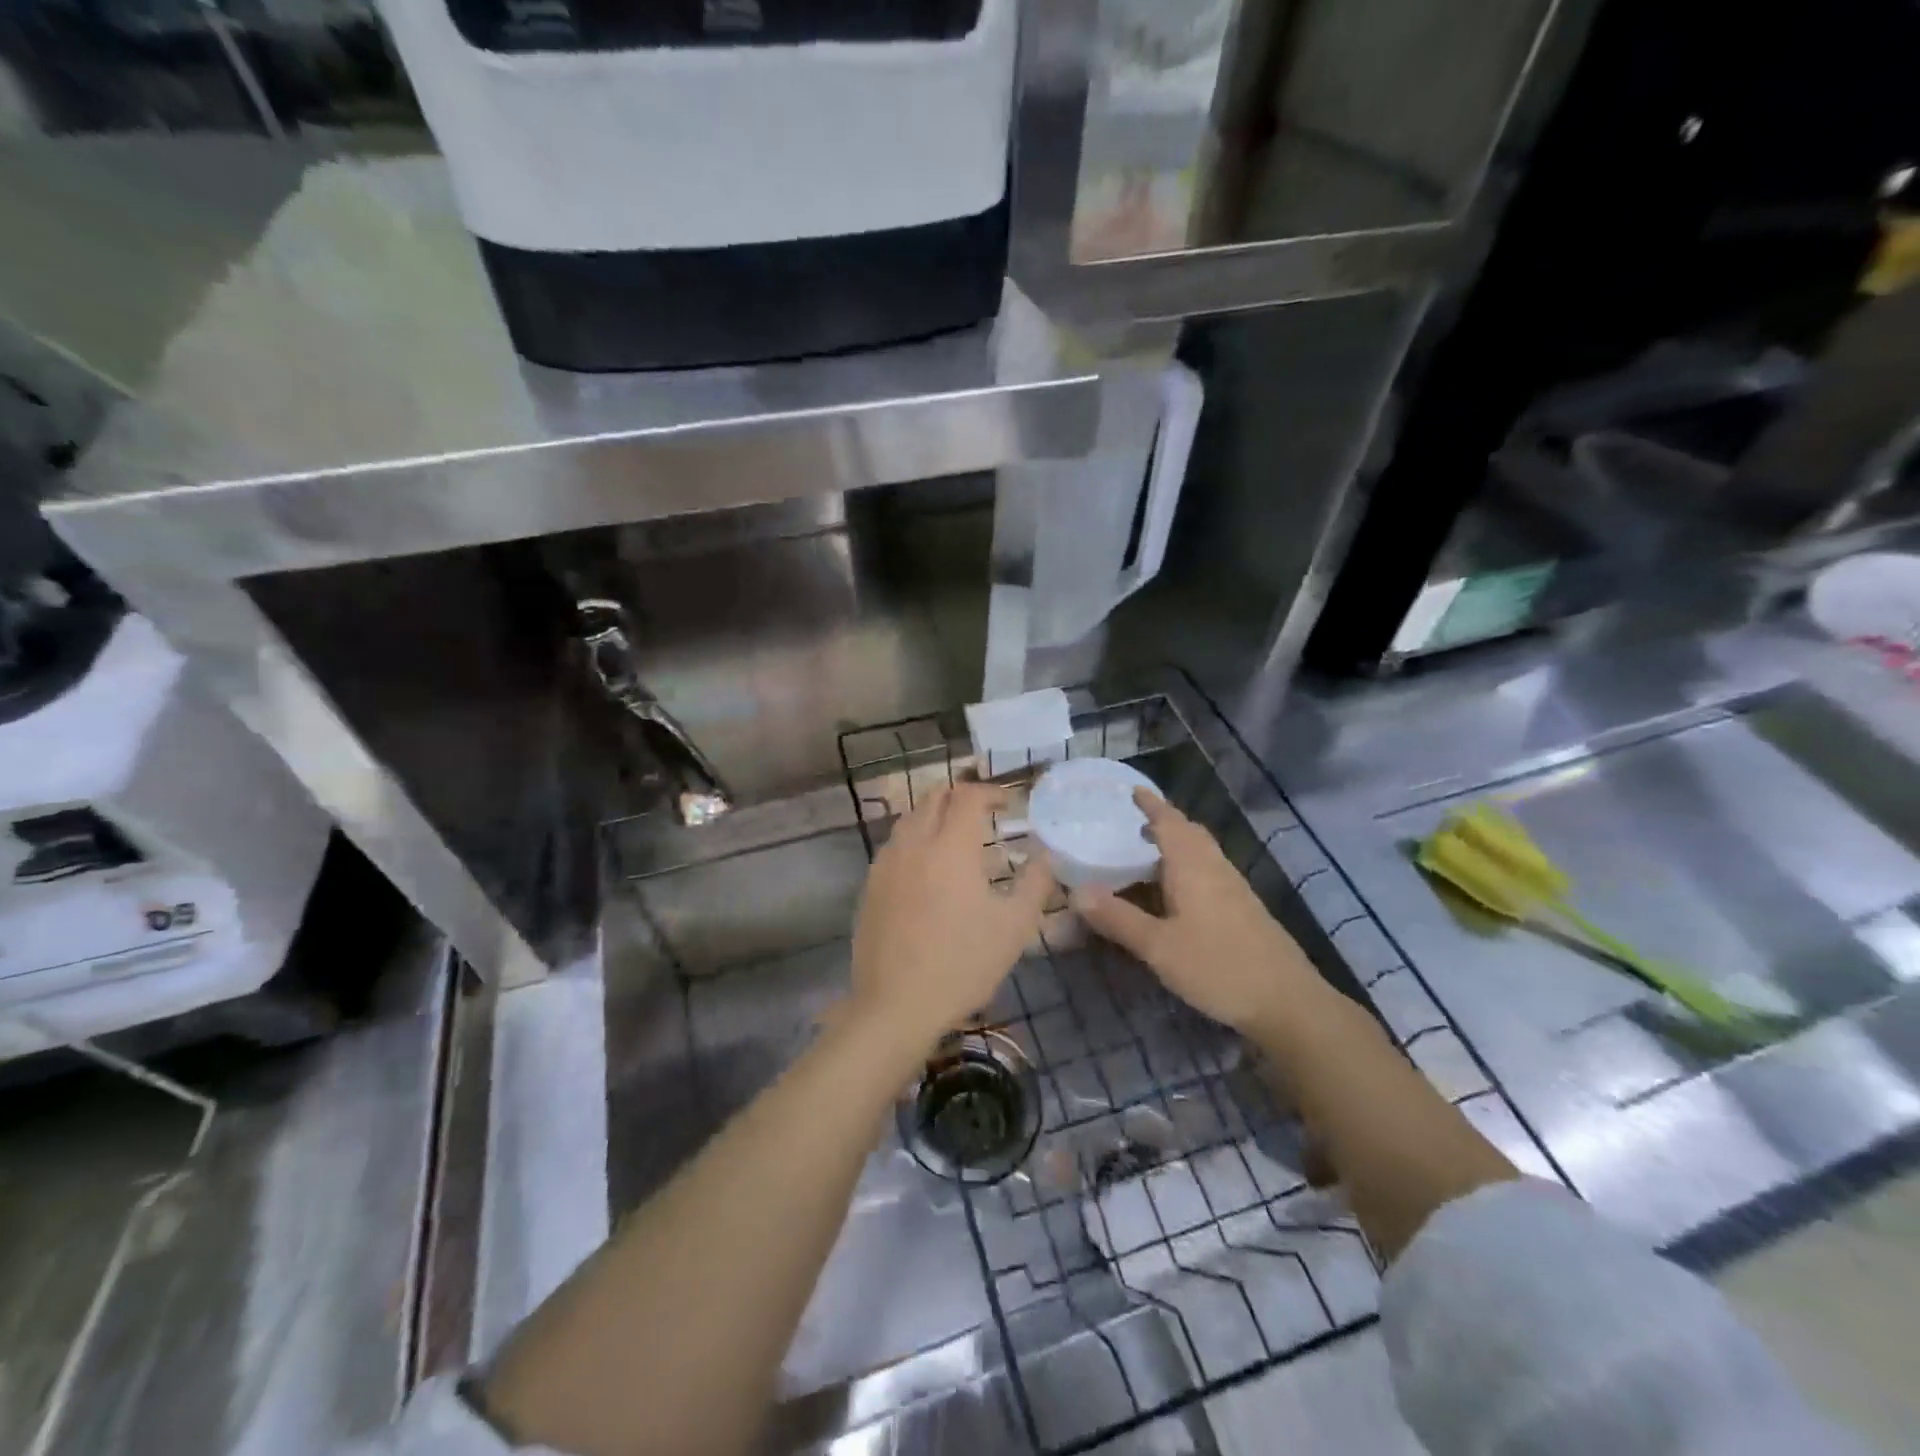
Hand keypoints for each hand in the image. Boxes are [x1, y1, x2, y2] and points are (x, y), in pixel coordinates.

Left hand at [847, 782, 1054, 1054]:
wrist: (896, 1005)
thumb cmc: (963, 964)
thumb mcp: (1014, 927)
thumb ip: (1035, 883)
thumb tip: (1046, 854)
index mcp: (950, 847)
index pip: (967, 796)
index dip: (990, 792)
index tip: (1008, 804)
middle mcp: (914, 844)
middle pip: (933, 798)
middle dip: (961, 796)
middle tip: (983, 813)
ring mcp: (886, 863)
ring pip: (909, 818)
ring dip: (935, 815)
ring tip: (956, 837)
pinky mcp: (870, 885)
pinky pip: (894, 844)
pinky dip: (915, 839)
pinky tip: (927, 867)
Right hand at [1074, 789, 1321, 1036]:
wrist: (1287, 1002)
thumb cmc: (1218, 967)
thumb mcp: (1158, 947)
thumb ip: (1118, 919)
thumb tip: (1076, 892)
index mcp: (1193, 867)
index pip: (1169, 823)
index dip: (1151, 805)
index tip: (1133, 790)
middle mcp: (1215, 869)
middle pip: (1190, 833)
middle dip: (1164, 822)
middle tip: (1134, 822)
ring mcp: (1234, 889)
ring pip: (1202, 853)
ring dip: (1176, 844)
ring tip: (1147, 853)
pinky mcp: (1244, 910)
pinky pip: (1209, 872)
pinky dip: (1187, 867)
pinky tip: (1175, 892)